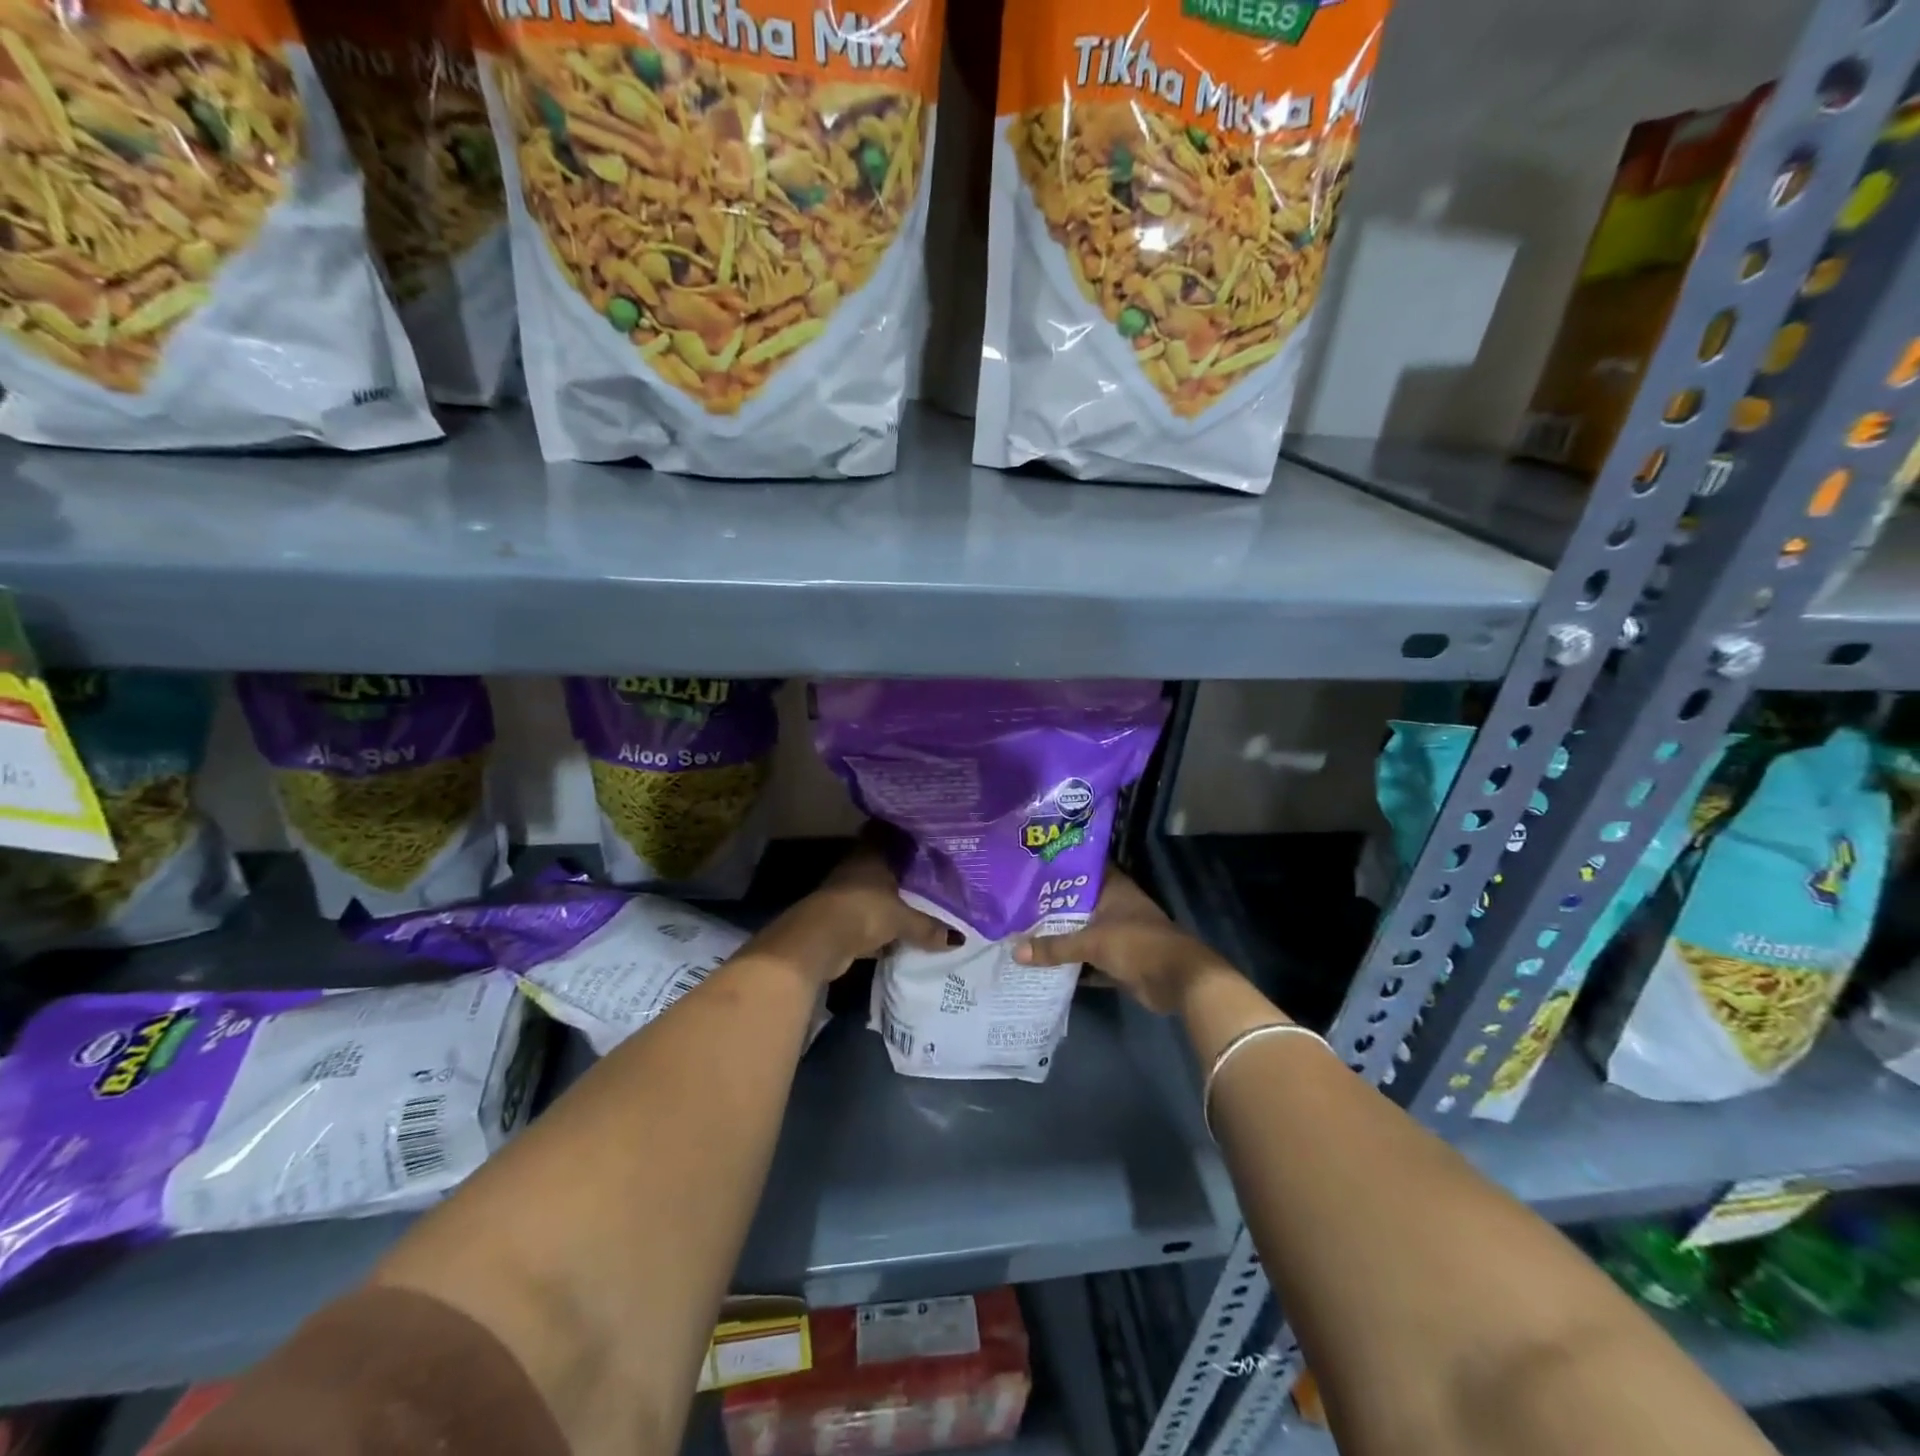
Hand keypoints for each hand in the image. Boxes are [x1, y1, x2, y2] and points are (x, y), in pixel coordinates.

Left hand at [793, 842, 957, 967]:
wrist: (818, 940)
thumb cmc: (863, 911)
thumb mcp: (902, 919)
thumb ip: (928, 927)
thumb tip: (959, 939)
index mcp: (870, 855)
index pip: (886, 835)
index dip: (902, 836)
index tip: (923, 839)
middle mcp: (856, 869)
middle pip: (881, 866)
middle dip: (901, 873)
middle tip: (929, 876)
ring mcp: (844, 894)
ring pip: (874, 894)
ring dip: (890, 902)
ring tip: (920, 907)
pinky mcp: (838, 920)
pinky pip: (867, 920)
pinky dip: (879, 929)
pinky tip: (898, 938)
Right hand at [1015, 868, 1236, 1014]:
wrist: (1178, 981)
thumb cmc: (1137, 944)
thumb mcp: (1092, 942)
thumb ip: (1054, 946)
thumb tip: (1014, 951)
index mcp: (1114, 889)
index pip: (1083, 869)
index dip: (1060, 866)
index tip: (1032, 866)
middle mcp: (1116, 907)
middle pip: (1079, 902)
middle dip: (1053, 904)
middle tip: (1017, 902)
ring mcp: (1118, 934)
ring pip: (1083, 931)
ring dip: (1061, 934)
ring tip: (1023, 930)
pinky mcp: (1119, 960)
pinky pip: (1089, 958)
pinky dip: (1072, 962)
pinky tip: (1044, 963)